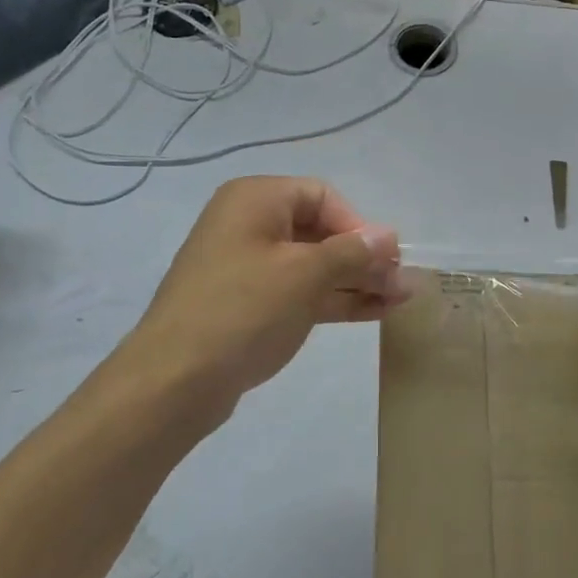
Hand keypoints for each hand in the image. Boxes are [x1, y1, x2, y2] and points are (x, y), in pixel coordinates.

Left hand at [126, 176, 406, 409]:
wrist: (175, 381)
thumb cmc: (243, 310)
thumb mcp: (305, 274)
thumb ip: (352, 252)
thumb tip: (389, 237)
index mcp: (255, 200)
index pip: (322, 197)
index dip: (358, 225)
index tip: (385, 260)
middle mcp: (249, 225)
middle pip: (320, 231)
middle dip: (363, 258)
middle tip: (401, 285)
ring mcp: (247, 267)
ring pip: (313, 266)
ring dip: (356, 281)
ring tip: (399, 301)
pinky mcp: (249, 305)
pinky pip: (299, 291)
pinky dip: (334, 299)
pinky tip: (373, 313)